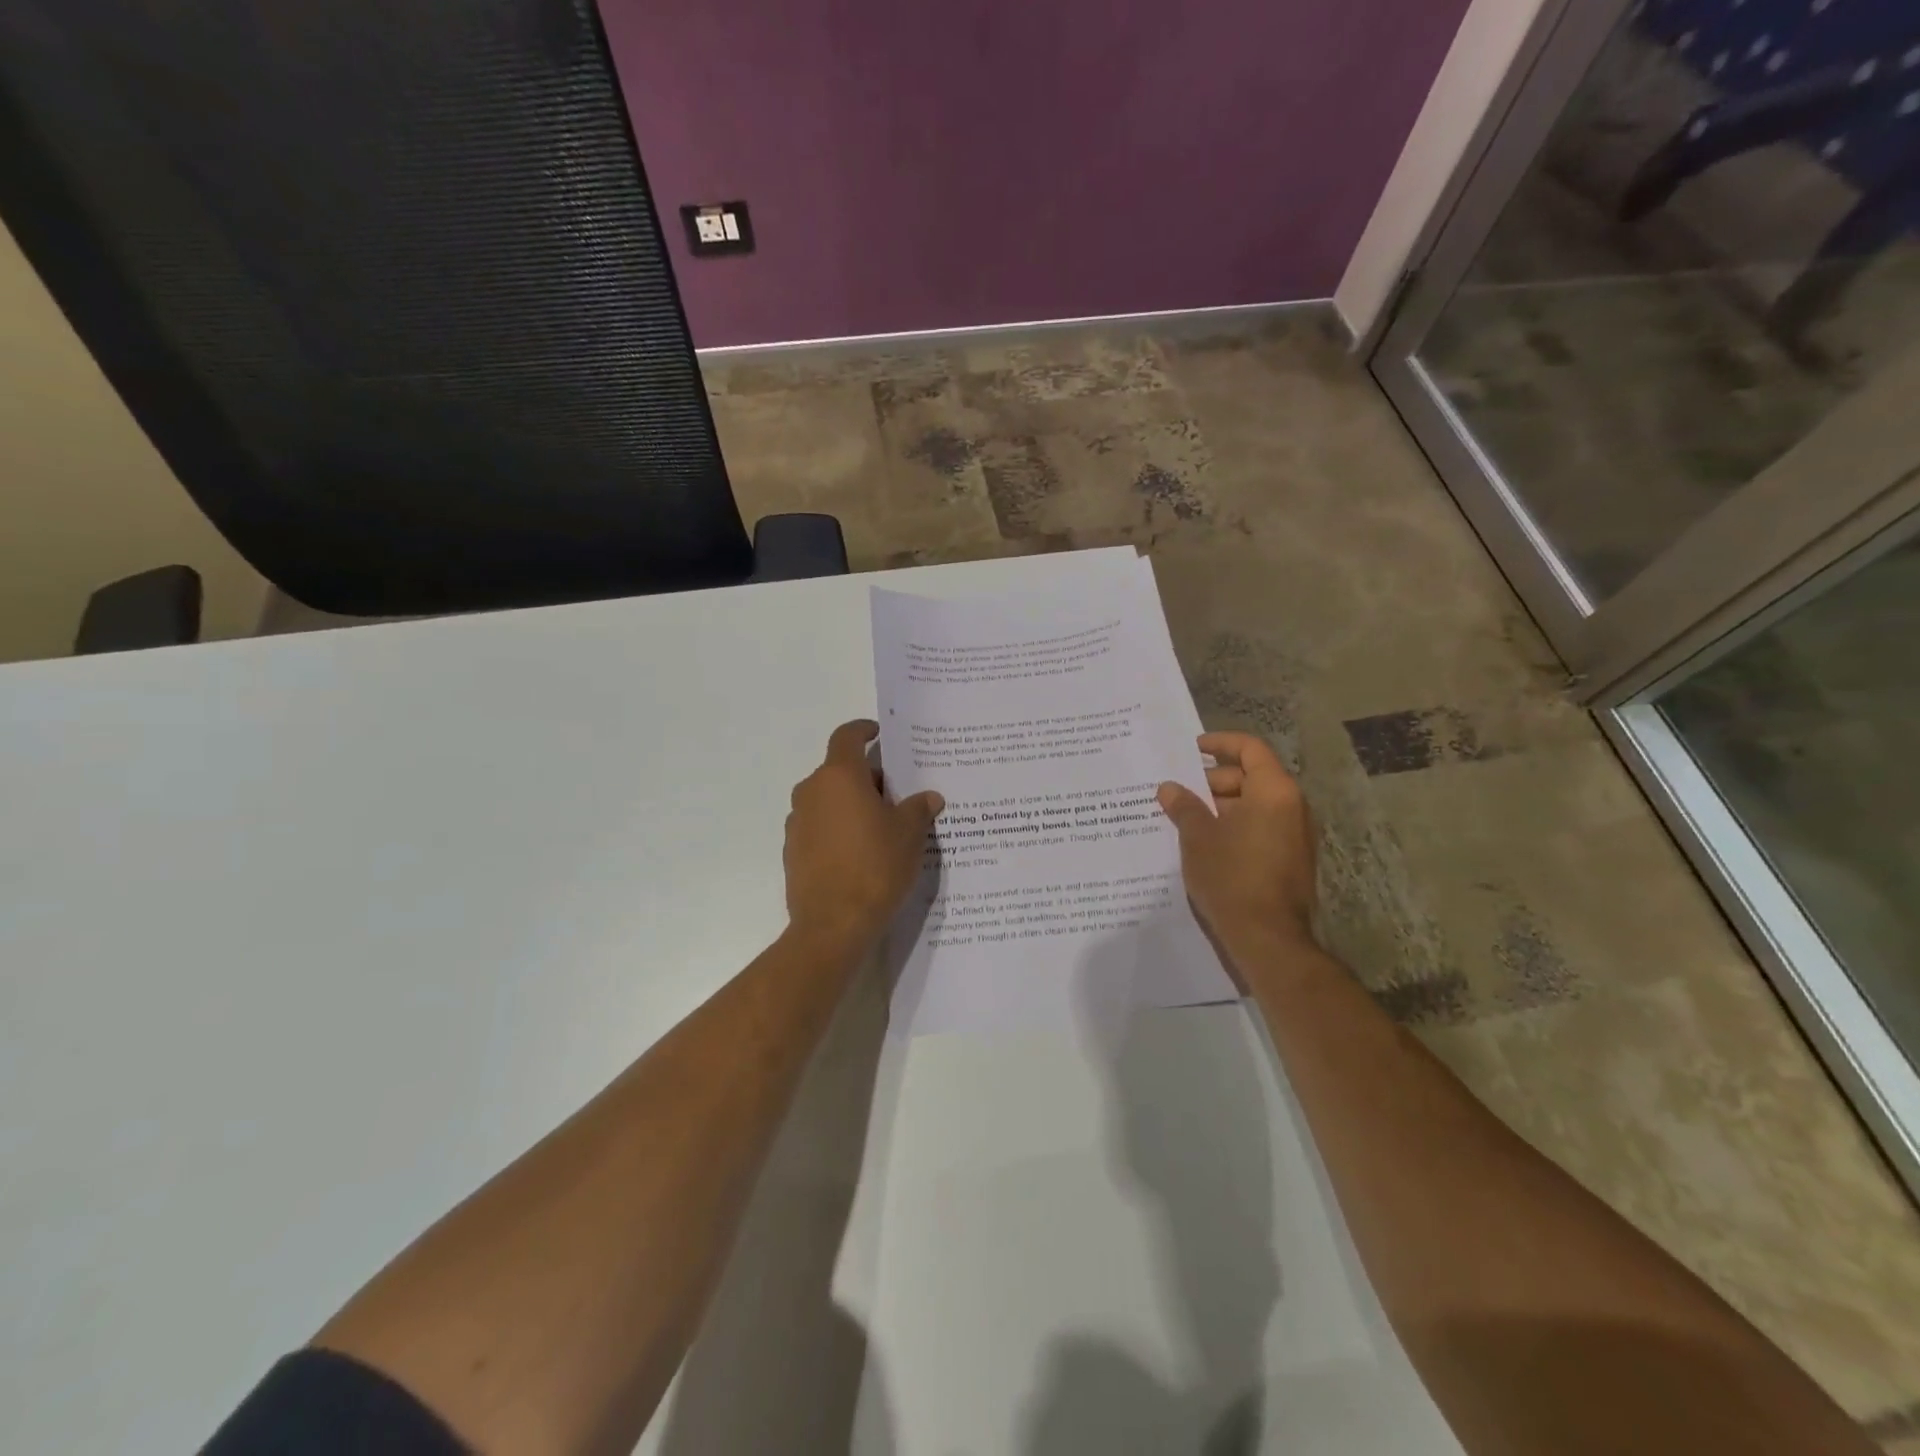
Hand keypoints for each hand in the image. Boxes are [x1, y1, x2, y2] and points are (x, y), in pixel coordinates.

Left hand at [784, 720, 943, 956]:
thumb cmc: (875, 866)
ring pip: (828, 800)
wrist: (833, 925)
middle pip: (840, 771)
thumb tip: (929, 797)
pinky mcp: (792, 851)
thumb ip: (918, 808)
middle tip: (896, 796)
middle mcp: (811, 791)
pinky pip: (819, 827)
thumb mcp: (909, 834)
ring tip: (881, 828)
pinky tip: (859, 854)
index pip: (847, 736)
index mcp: (839, 776)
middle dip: (867, 778)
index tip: (878, 734)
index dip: (863, 730)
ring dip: (851, 805)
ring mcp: (797, 822)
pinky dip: (837, 830)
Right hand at [1157, 732, 1317, 968]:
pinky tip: (1202, 842)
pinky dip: (1232, 827)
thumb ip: (1184, 806)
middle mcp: (1291, 807)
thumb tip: (1169, 788)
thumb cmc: (1231, 876)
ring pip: (1253, 806)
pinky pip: (1258, 829)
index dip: (1220, 743)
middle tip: (1178, 791)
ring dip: (1219, 806)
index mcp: (1274, 792)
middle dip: (1212, 780)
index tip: (1192, 748)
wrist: (1268, 938)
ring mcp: (1293, 836)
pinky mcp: (1289, 860)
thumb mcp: (1198, 837)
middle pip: (1250, 777)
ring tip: (1183, 817)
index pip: (1250, 749)